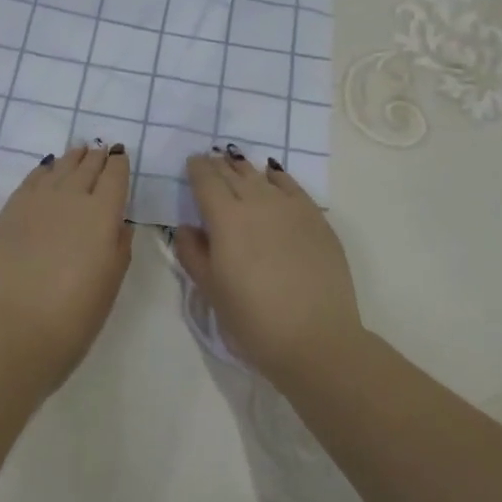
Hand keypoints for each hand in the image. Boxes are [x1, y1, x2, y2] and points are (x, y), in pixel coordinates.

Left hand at [0, 144, 133, 389]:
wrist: (16, 326)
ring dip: (71, 158)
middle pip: (86, 167)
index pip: (115, 176)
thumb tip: (117, 223)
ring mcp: (37, 200)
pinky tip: (46, 169)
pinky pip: (31, 179)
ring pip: (59, 168)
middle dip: (96, 157)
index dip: (119, 163)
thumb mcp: (112, 281)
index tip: (121, 155)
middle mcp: (71, 196)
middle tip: (100, 149)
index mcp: (103, 212)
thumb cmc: (75, 312)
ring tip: (77, 152)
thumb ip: (119, 245)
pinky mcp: (10, 210)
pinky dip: (43, 170)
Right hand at [176, 149, 362, 387]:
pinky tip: (272, 177)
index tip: (192, 163)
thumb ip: (192, 253)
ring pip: (261, 176)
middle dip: (219, 166)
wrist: (316, 339)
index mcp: (226, 218)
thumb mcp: (211, 290)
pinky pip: (292, 186)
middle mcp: (257, 203)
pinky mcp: (316, 219)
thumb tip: (186, 227)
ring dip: (245, 170)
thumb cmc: (253, 320)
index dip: (197, 169)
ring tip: (237, 167)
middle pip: (233, 173)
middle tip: (211, 162)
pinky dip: (277, 177)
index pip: (206, 181)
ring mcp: (290, 208)